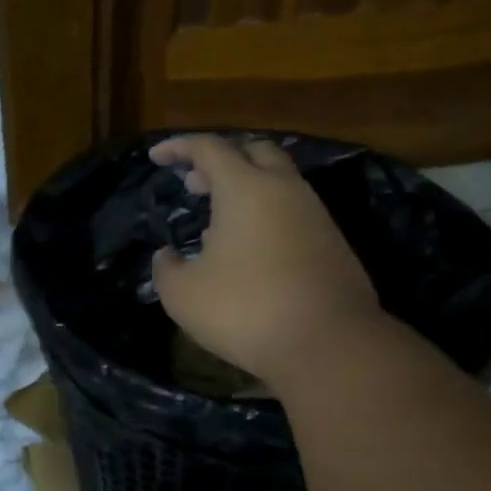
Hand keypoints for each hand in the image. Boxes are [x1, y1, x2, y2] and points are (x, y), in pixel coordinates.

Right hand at [149, 136, 381, 385]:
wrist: (328, 343)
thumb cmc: (245, 310)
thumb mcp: (183, 295)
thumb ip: (166, 268)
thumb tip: (167, 256)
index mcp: (245, 188)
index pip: (209, 148)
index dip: (179, 147)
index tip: (157, 156)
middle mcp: (285, 189)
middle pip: (254, 152)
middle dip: (220, 160)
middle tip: (195, 183)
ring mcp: (315, 214)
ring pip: (278, 182)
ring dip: (246, 189)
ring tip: (218, 223)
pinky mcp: (333, 242)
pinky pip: (294, 212)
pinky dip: (267, 215)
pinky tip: (250, 251)